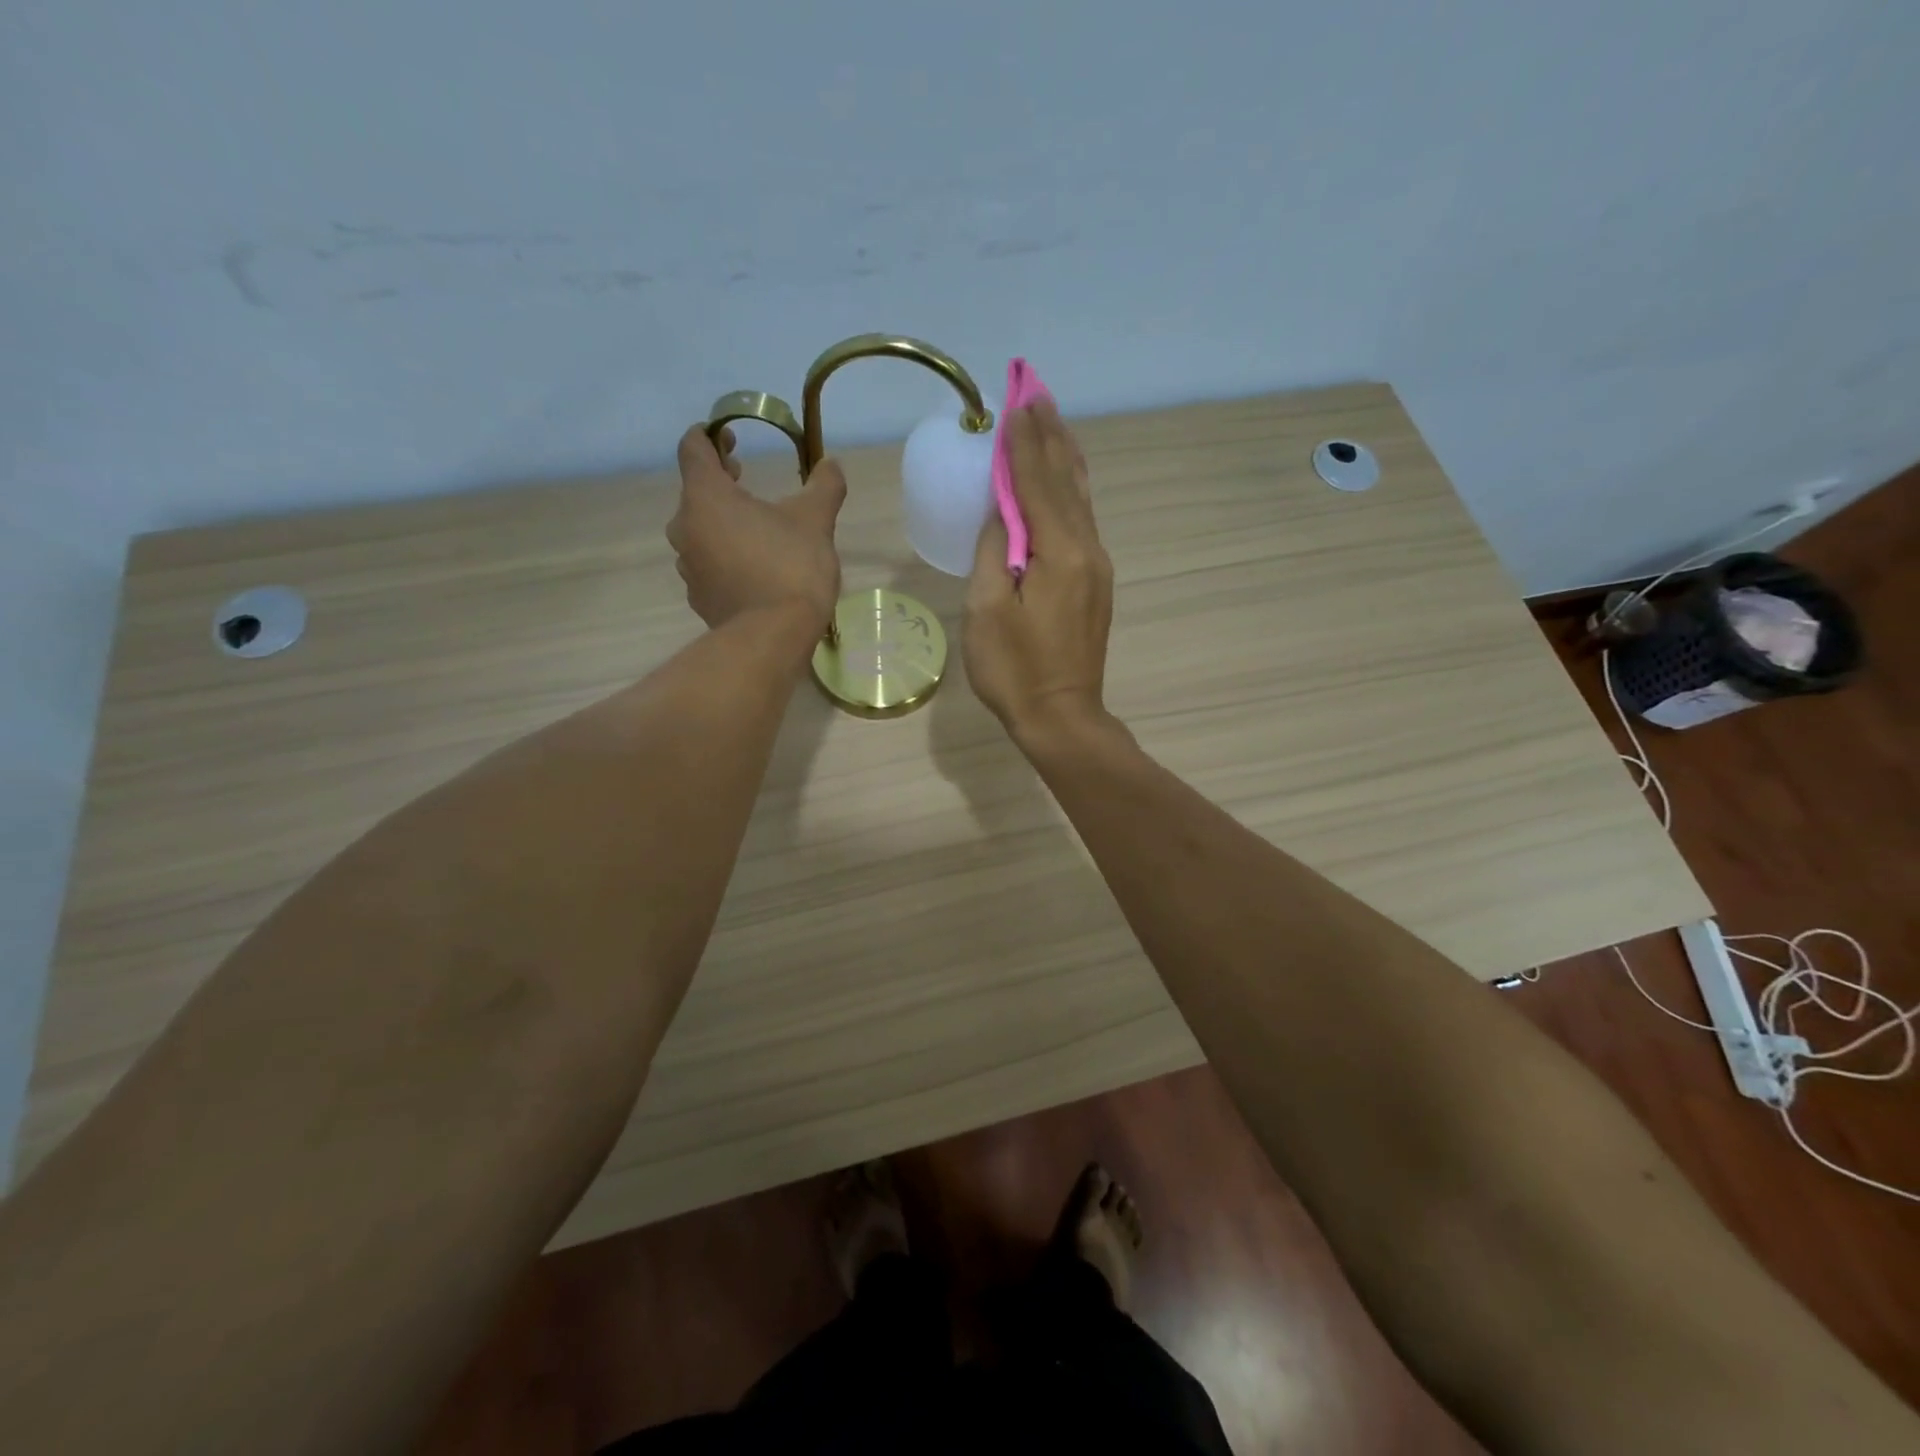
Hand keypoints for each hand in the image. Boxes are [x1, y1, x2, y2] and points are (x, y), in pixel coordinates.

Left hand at [667, 425, 846, 632]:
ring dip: (722, 521)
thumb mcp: (816, 520)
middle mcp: (685, 527)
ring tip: (756, 528)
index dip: (711, 435)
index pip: (693, 448)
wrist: (773, 637)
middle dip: (719, 480)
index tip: (732, 437)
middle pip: (695, 491)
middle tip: (745, 479)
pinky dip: (725, 555)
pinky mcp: (699, 596)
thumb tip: (831, 464)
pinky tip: (754, 566)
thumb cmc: (790, 566)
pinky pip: (708, 563)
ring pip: (699, 529)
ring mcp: (688, 565)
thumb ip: (824, 485)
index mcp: (706, 497)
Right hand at [963, 398, 1113, 740]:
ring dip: (1064, 457)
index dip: (1023, 442)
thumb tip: (1003, 510)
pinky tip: (1063, 478)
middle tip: (1035, 392)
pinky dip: (1069, 489)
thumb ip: (995, 551)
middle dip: (1049, 435)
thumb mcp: (987, 610)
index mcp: (1059, 552)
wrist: (1062, 717)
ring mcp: (1097, 567)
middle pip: (1067, 480)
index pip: (1036, 482)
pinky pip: (1082, 520)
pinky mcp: (1095, 583)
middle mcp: (1087, 550)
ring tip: (1051, 420)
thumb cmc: (1015, 670)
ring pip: (1080, 497)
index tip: (1015, 401)